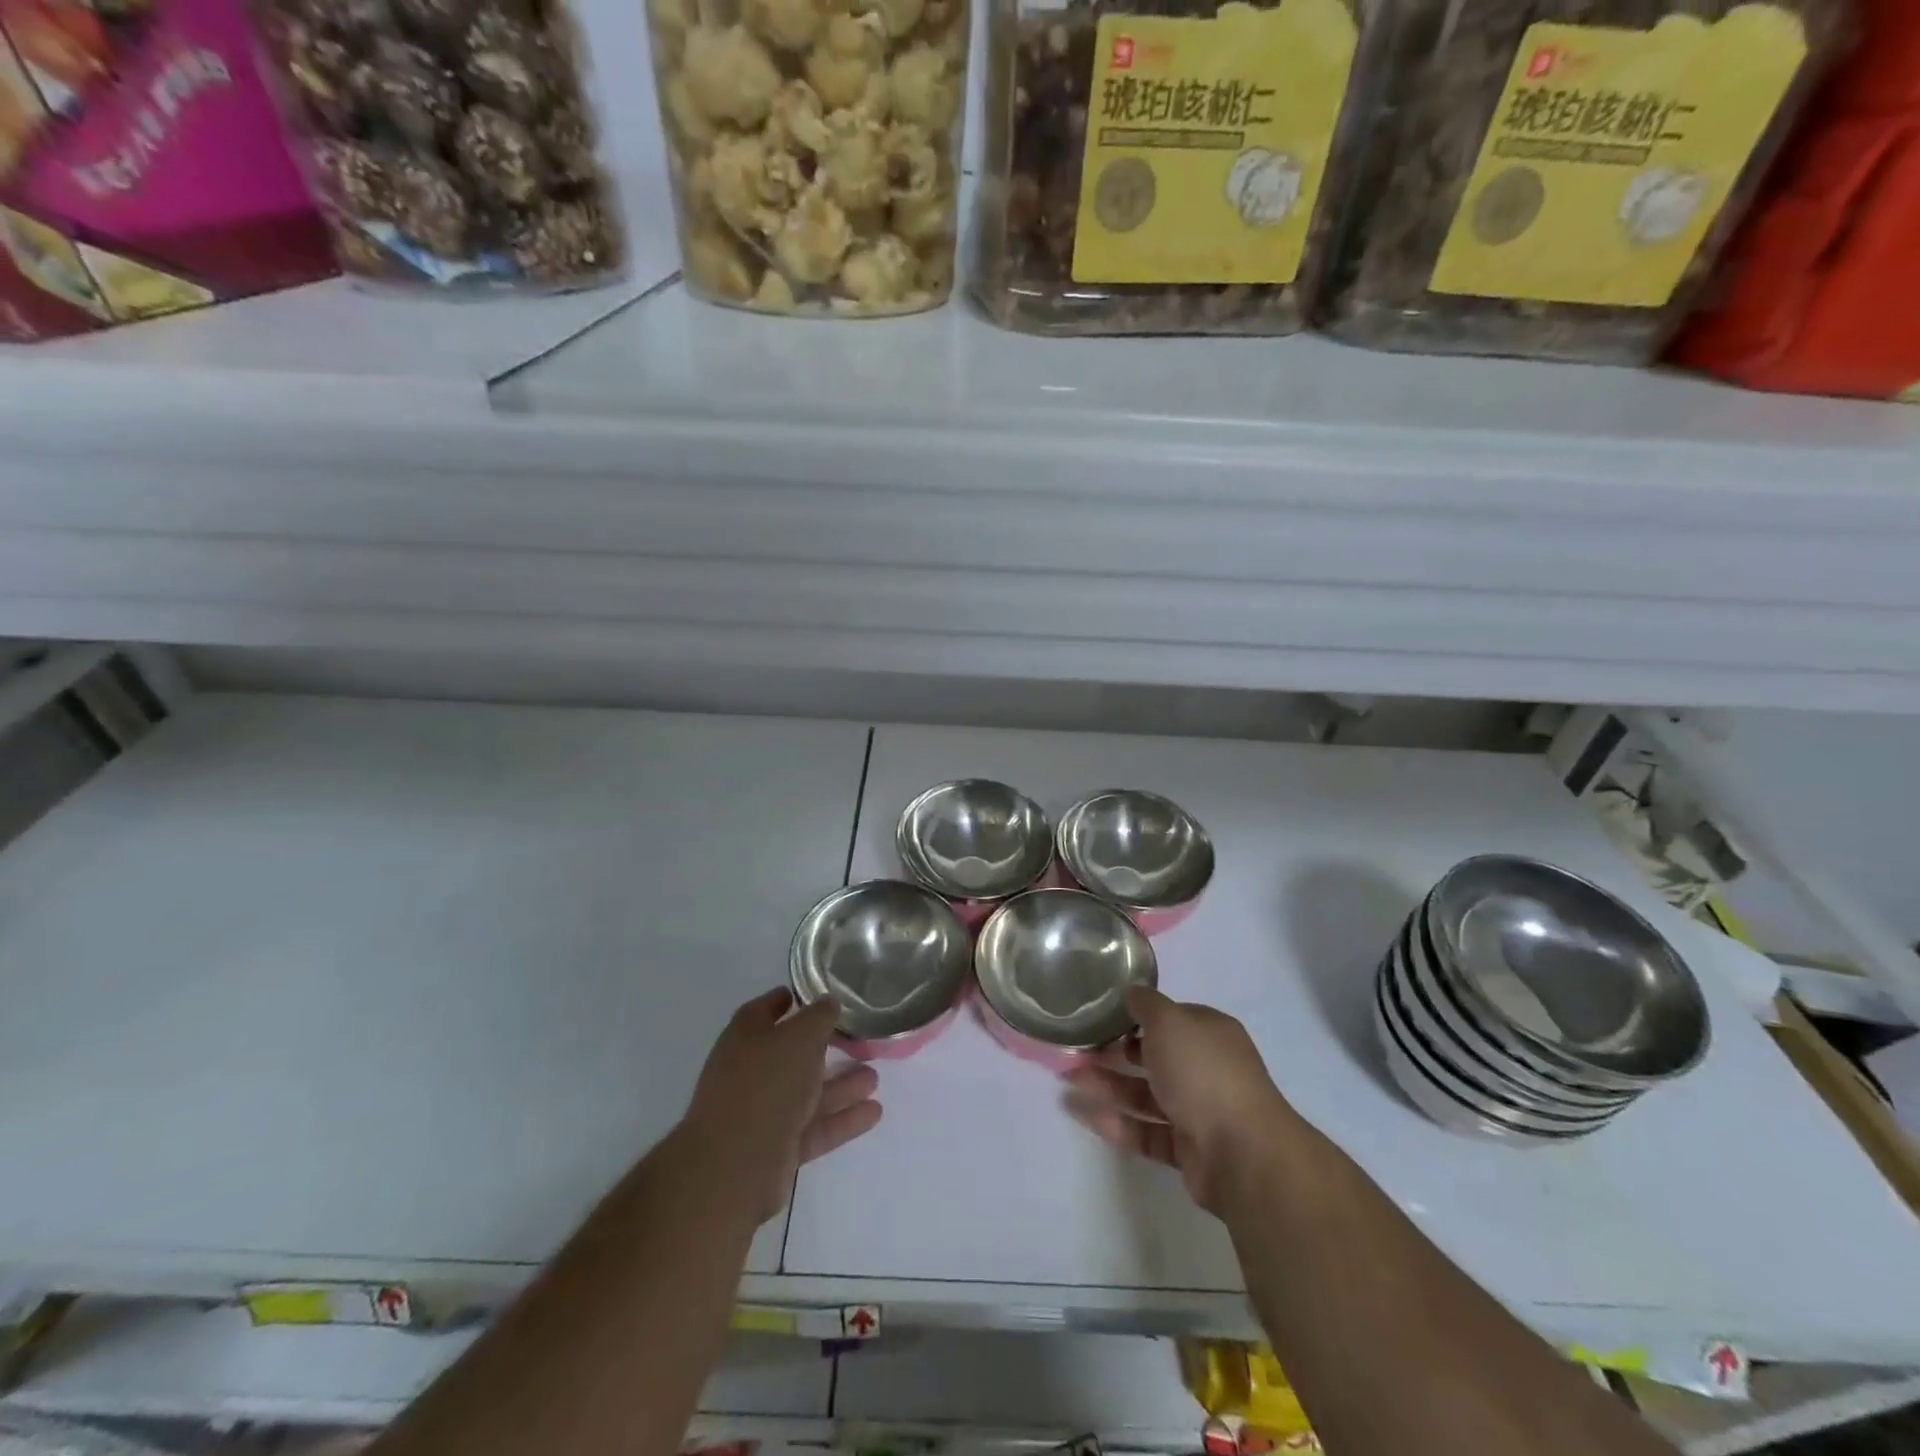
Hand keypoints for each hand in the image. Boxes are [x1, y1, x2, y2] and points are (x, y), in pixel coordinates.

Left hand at [682, 989, 882, 1221]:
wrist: (734, 1167)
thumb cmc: (766, 1084)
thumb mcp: (799, 1037)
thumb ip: (819, 1017)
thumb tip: (829, 1002)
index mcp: (745, 1038)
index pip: (763, 1010)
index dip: (786, 1000)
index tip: (815, 995)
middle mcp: (750, 1072)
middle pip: (791, 1054)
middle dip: (824, 1048)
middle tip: (858, 1039)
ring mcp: (762, 1113)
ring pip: (807, 1093)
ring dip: (840, 1085)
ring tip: (875, 1077)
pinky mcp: (776, 1149)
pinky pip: (814, 1127)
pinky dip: (842, 1119)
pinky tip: (874, 1112)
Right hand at [1063, 987, 1295, 1215]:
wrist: (1241, 1154)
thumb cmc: (1203, 1072)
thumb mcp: (1170, 1022)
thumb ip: (1147, 1005)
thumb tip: (1132, 991)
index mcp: (1210, 1034)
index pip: (1170, 1019)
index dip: (1137, 1017)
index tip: (1102, 1017)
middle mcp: (1206, 1069)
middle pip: (1154, 1058)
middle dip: (1114, 1054)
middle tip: (1076, 1051)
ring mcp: (1199, 1111)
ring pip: (1145, 1095)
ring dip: (1108, 1087)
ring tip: (1068, 1082)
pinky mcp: (1188, 1150)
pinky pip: (1146, 1132)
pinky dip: (1118, 1124)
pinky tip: (1086, 1115)